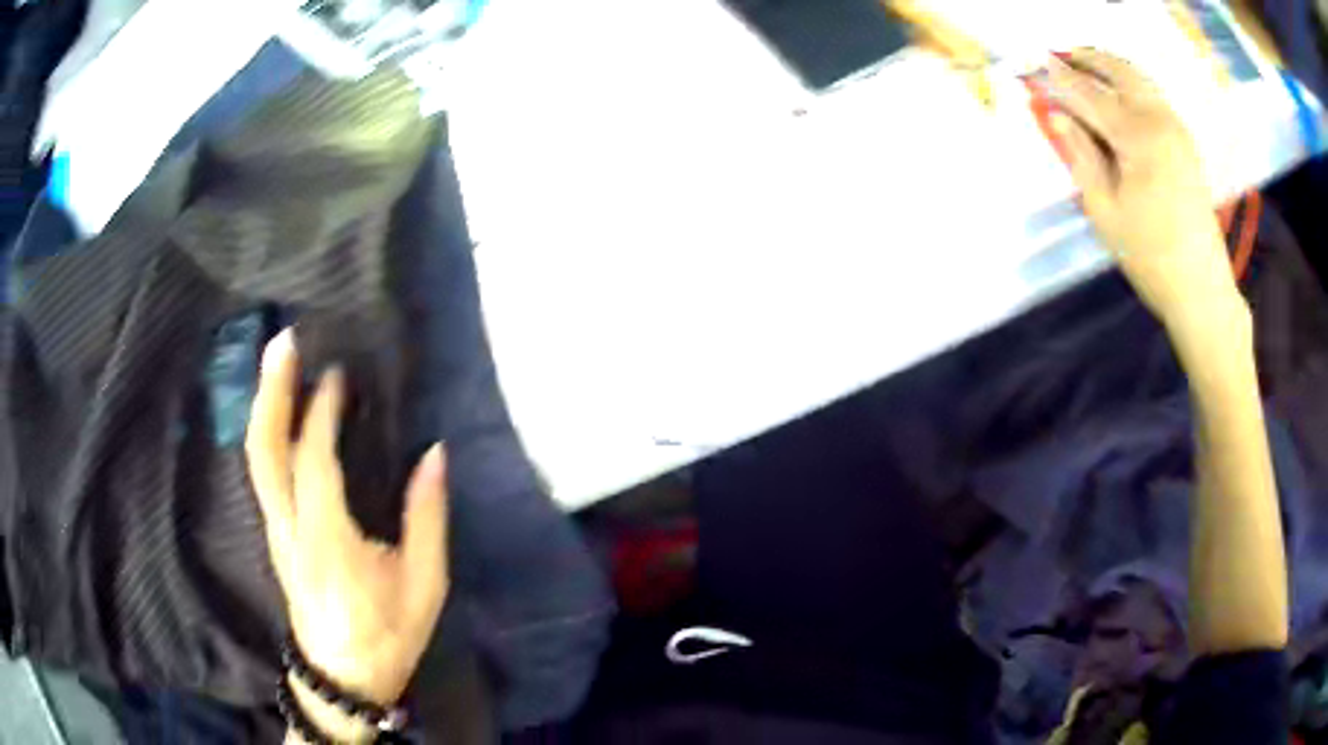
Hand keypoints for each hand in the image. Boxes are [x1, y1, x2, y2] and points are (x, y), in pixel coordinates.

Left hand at [246, 329, 449, 709]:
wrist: (340, 678)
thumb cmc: (386, 635)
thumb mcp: (423, 587)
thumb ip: (426, 520)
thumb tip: (434, 455)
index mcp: (327, 543)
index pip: (313, 464)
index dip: (321, 414)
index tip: (338, 376)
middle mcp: (289, 529)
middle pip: (263, 452)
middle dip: (271, 392)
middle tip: (284, 342)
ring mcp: (274, 531)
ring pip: (255, 458)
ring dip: (264, 404)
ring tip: (279, 362)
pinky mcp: (274, 533)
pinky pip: (262, 471)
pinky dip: (267, 430)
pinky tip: (279, 407)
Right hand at [1045, 49, 1244, 332]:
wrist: (1203, 290)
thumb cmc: (1150, 257)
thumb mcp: (1106, 211)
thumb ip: (1080, 155)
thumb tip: (1056, 116)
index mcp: (1137, 136)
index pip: (1086, 94)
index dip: (1056, 79)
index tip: (1031, 64)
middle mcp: (1160, 120)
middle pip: (1117, 70)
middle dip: (1085, 58)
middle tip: (1058, 56)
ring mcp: (1177, 129)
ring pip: (1139, 77)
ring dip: (1109, 65)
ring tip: (1084, 65)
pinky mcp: (1186, 143)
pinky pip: (1154, 95)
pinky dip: (1131, 83)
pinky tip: (1118, 92)